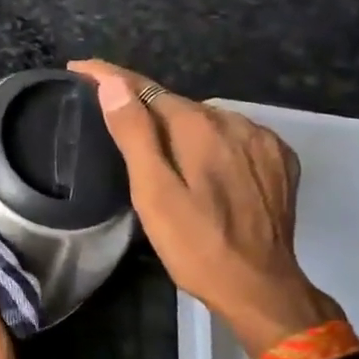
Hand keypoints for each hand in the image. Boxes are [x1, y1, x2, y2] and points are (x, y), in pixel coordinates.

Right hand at [68, 60, 341, 356]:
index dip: (109, 76)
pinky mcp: (279, 160)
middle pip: (175, 104)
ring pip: (206, 120)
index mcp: (198, 127)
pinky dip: (212, 141)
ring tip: (157, 149)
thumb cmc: (195, 246)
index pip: (145, 88)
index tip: (79, 69)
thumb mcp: (153, 194)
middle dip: (143, 106)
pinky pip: (234, 136)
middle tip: (112, 121)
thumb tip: (113, 85)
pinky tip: (202, 164)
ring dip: (179, 126)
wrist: (260, 289)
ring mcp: (262, 140)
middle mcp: (234, 122)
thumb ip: (135, 135)